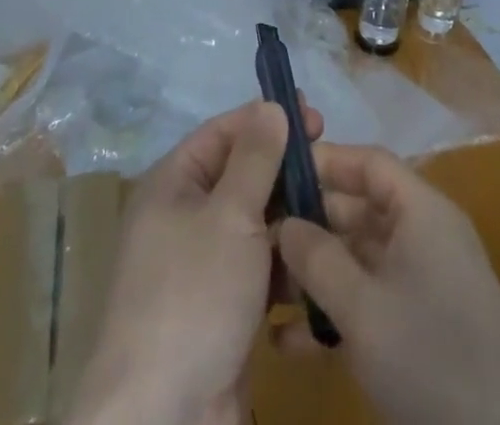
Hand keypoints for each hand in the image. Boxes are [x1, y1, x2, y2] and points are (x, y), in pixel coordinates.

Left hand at [67, 98, 322, 424]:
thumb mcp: (229, 214)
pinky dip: (286, 263)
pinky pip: (259, 268)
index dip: (266, 119)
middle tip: (331, 166)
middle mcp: (184, 217)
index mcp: (173, 184)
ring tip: (336, 213)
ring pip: (254, 223)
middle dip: (285, 170)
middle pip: (241, 176)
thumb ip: (256, 158)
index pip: (223, 132)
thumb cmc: (193, 295)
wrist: (163, 419)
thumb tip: (271, 105)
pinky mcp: (222, 308)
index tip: (315, 117)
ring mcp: (203, 266)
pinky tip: (321, 262)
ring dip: (291, 217)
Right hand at [274, 143, 499, 424]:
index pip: (368, 162)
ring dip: (314, 274)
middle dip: (308, 224)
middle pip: (359, 209)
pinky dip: (334, 313)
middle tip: (255, 238)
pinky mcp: (420, 327)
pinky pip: (370, 300)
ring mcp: (422, 282)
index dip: (324, 161)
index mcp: (420, 210)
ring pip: (358, 259)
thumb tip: (282, 222)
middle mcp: (423, 234)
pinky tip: (287, 340)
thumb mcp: (364, 308)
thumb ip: (318, 258)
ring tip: (263, 290)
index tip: (274, 172)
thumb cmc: (433, 357)